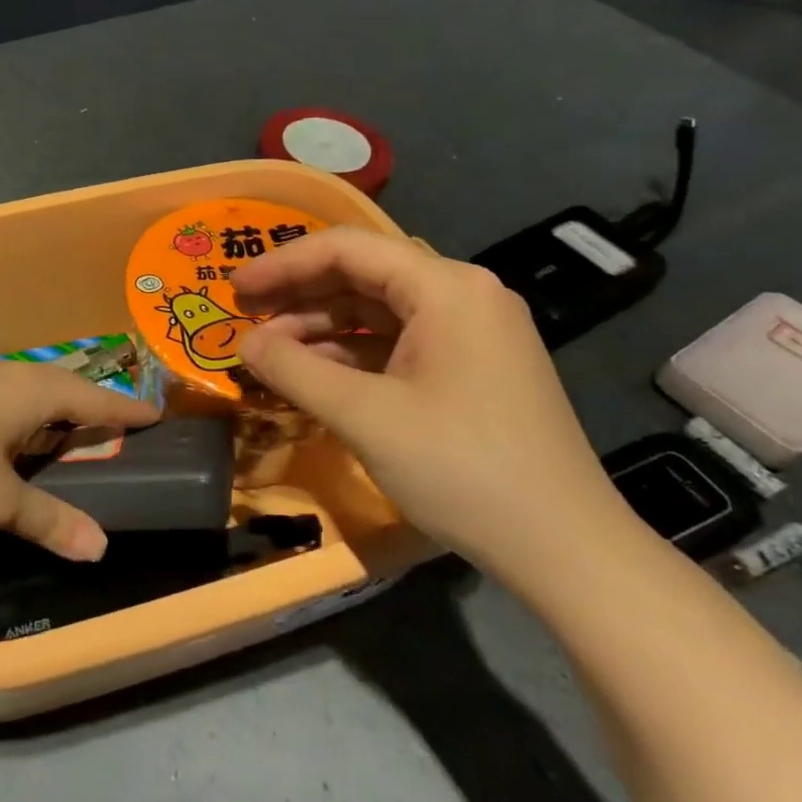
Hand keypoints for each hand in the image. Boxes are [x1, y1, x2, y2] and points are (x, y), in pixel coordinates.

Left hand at [0, 359, 157, 561]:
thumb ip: (48, 519)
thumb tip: (100, 547)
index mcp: (31, 391)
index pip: (94, 399)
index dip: (126, 411)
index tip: (156, 416)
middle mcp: (7, 374)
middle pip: (63, 388)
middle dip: (91, 410)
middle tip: (116, 432)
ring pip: (30, 391)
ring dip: (54, 412)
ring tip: (70, 436)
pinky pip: (4, 398)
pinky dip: (24, 417)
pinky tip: (12, 438)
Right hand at [232, 227, 626, 577]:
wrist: (568, 552)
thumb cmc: (462, 468)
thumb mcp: (363, 415)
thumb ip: (293, 369)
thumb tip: (245, 343)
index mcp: (446, 287)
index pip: (345, 249)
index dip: (281, 264)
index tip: (233, 290)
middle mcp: (463, 294)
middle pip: (362, 274)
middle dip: (298, 294)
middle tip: (245, 317)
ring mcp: (472, 332)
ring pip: (377, 310)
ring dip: (320, 327)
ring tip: (269, 353)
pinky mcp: (472, 367)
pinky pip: (397, 342)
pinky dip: (350, 354)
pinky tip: (314, 376)